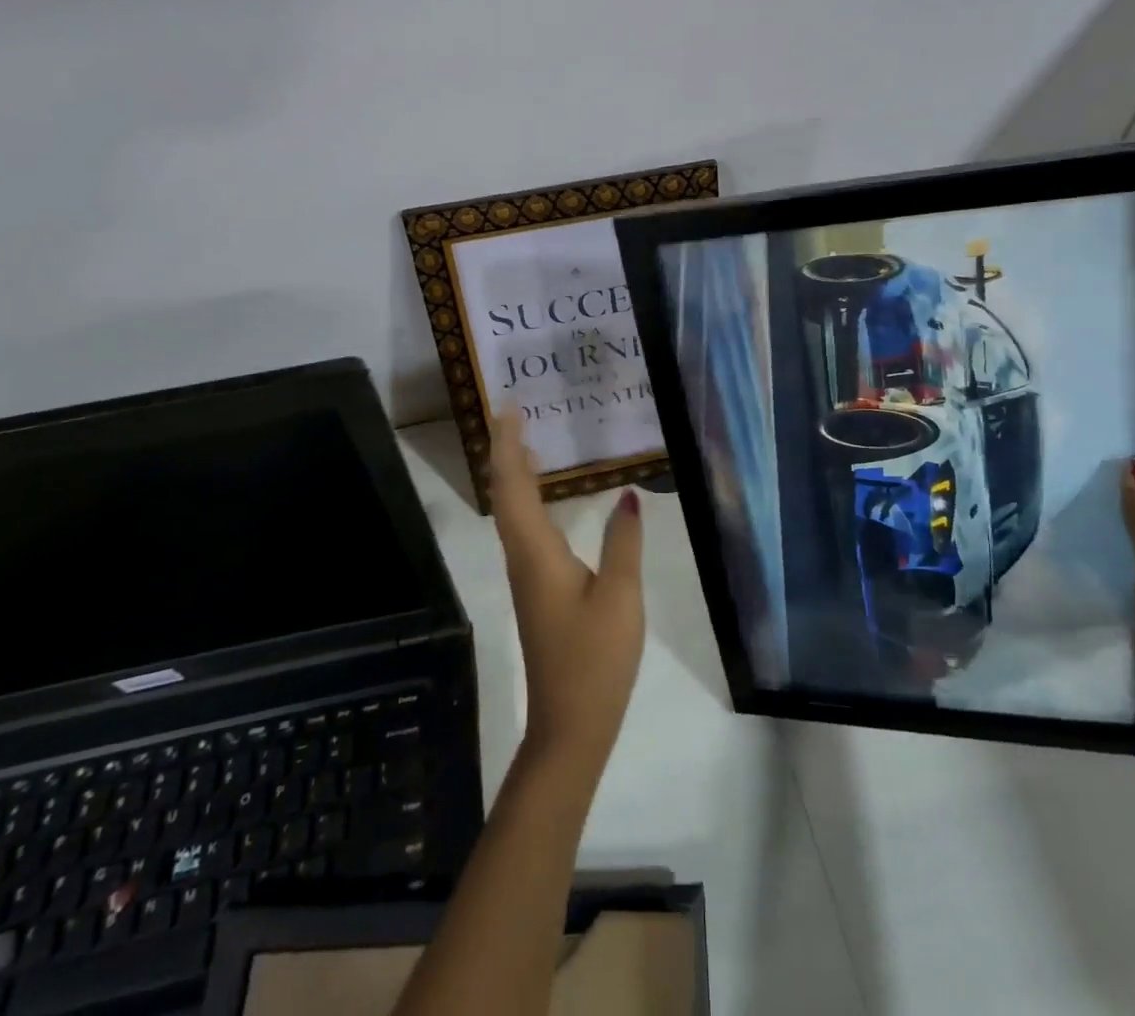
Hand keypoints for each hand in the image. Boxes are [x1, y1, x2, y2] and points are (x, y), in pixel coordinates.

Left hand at [489, 409, 645, 772]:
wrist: (570, 726)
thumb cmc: (595, 660)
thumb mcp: (621, 598)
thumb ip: (624, 543)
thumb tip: (629, 495)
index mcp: (537, 554)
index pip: (514, 487)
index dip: (508, 446)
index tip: (508, 409)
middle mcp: (523, 559)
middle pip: (506, 496)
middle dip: (506, 452)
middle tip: (514, 416)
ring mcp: (528, 577)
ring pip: (512, 515)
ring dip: (514, 476)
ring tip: (526, 444)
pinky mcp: (537, 591)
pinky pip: (524, 531)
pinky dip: (527, 502)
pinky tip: (544, 500)